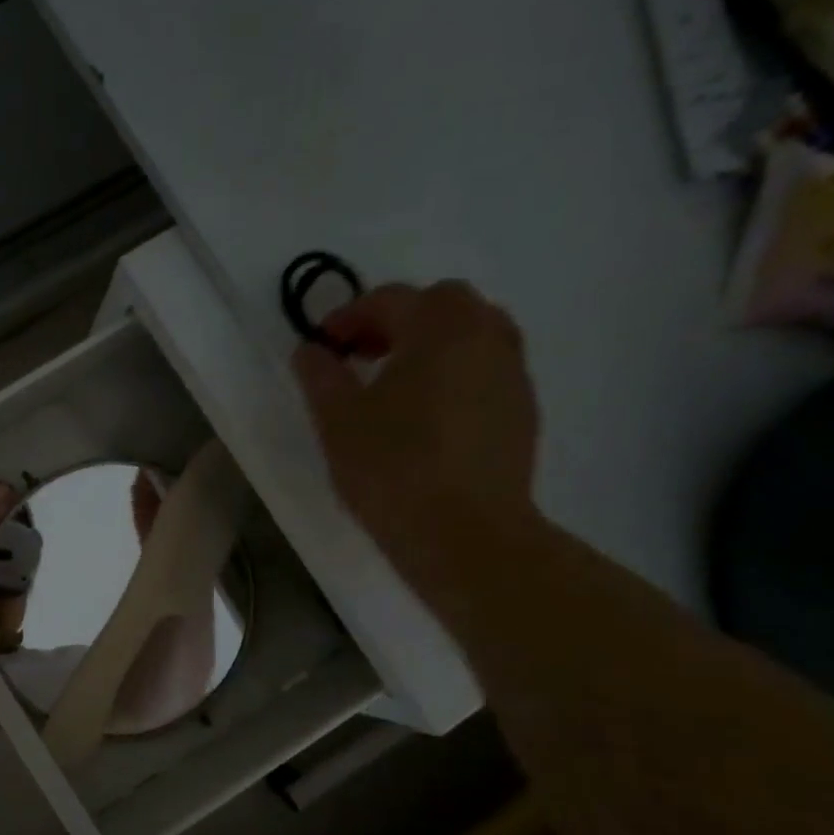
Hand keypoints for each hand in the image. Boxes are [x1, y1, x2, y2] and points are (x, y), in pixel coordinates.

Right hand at [292, 281, 539, 571]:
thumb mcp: (337, 420)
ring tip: (394, 384)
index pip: (389, 300)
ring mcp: (513, 374)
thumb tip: (310, 349)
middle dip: (397, 321)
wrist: (465, 534)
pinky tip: (426, 415)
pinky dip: (454, 373)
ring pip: (472, 335)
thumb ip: (320, 374)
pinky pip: (486, 370)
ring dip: (431, 345)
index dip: (347, 316)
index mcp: (441, 328)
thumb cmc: (392, 468)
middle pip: (442, 304)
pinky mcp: (523, 411)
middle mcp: (487, 336)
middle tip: (361, 356)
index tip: (320, 347)